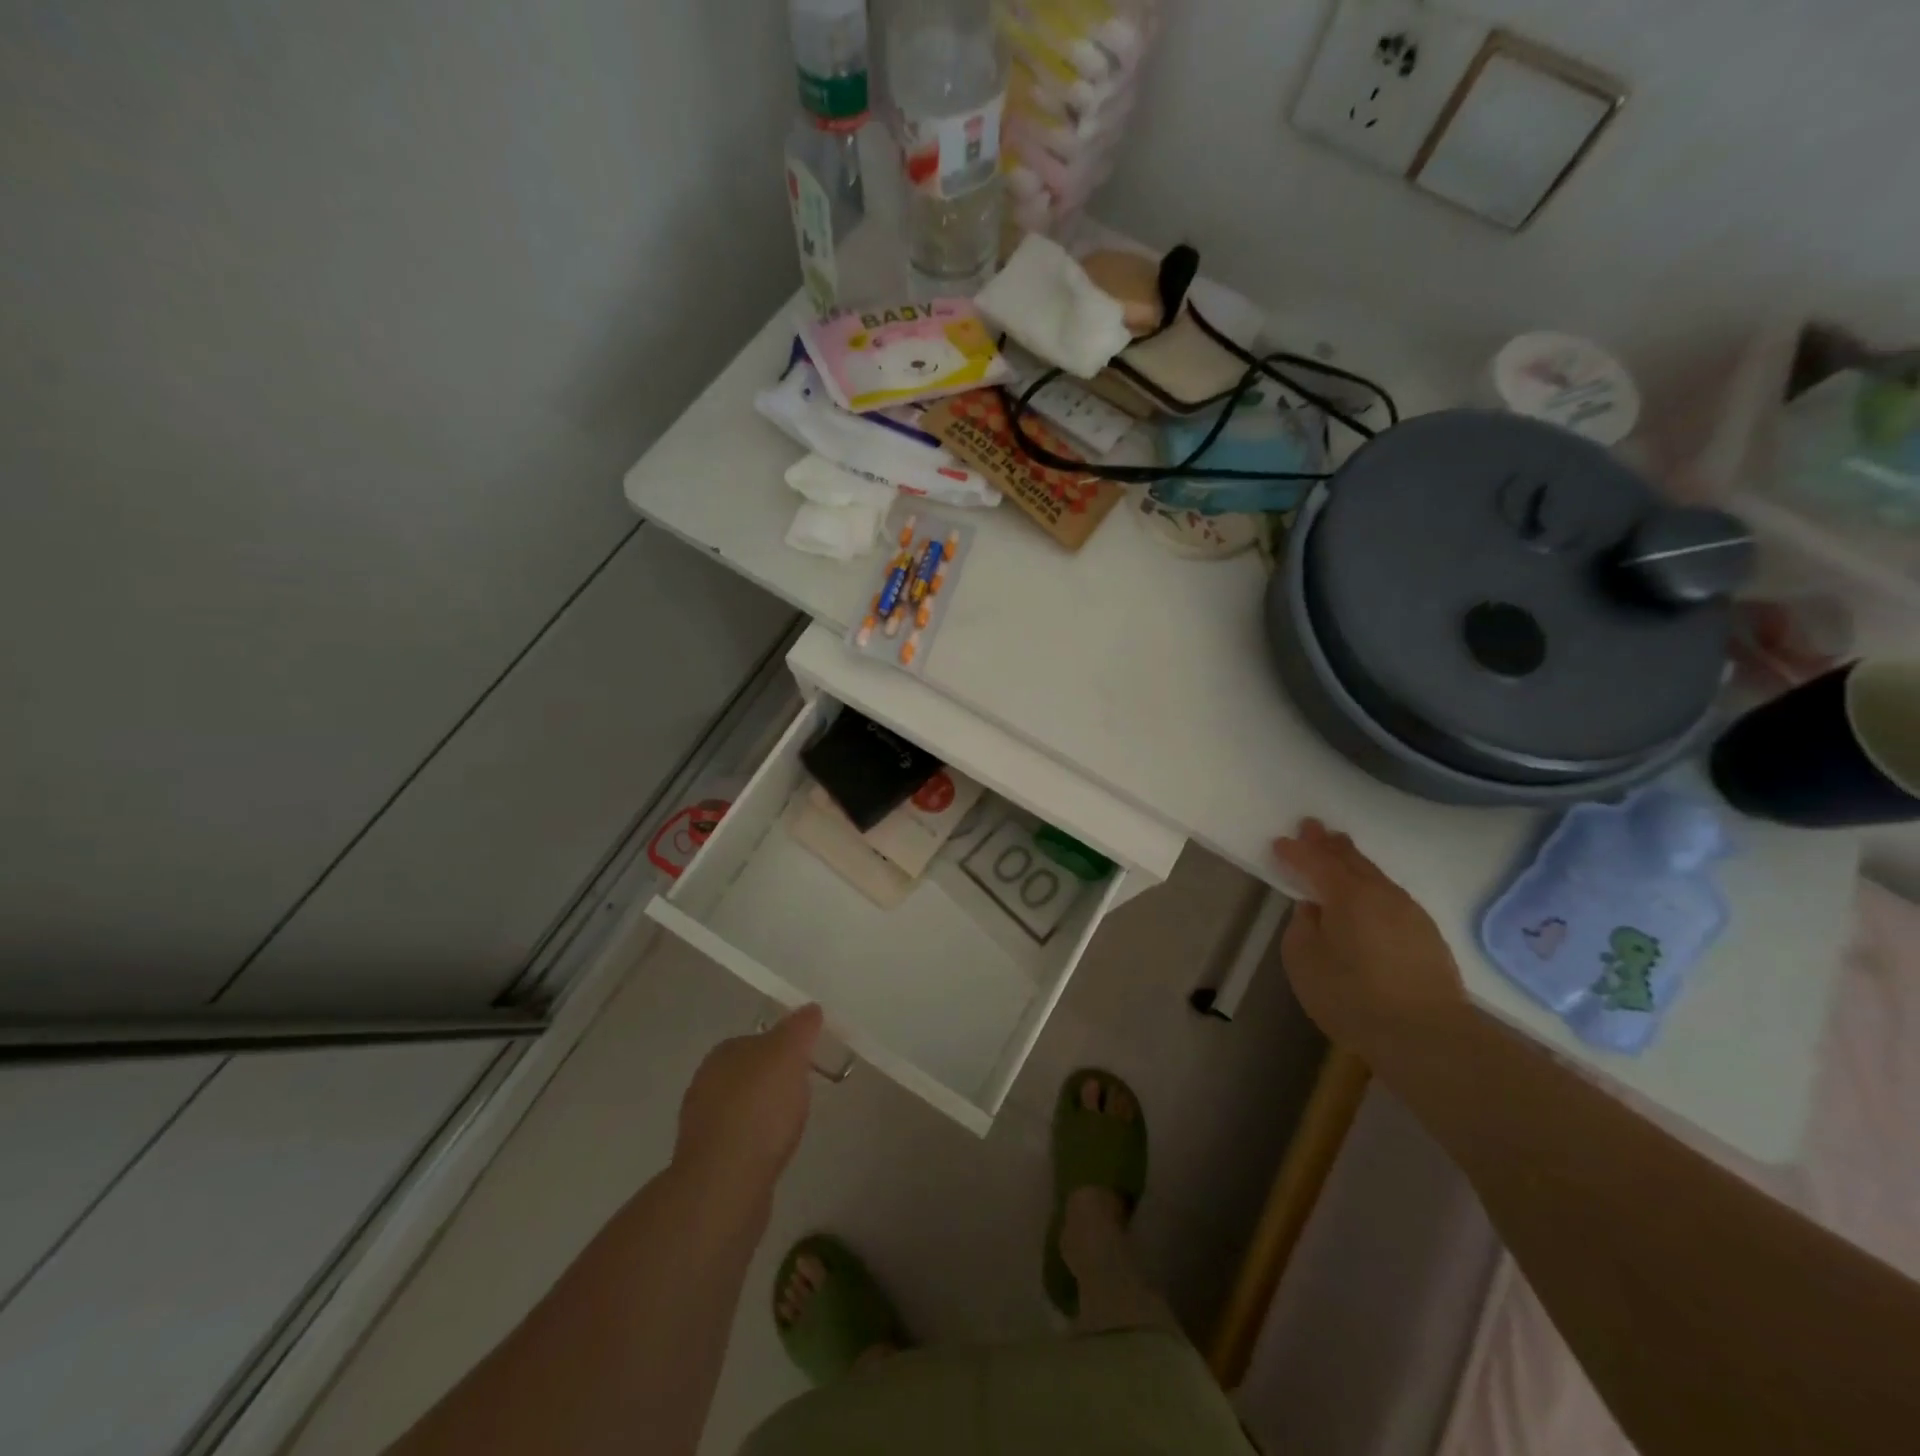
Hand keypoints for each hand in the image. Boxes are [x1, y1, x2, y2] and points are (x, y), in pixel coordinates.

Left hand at [674, 1004, 823, 1198]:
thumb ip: (799, 1028)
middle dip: (774, 1080)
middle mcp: (705, 1083)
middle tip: (803, 1091)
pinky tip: (773, 1150)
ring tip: (790, 1123)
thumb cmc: (758, 1109)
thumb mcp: (788, 1055)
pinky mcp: (708, 1161)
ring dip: (764, 1112)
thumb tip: (810, 1008)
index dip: (784, 1047)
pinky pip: (740, 1138)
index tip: (807, 1060)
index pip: (758, 1039)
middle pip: (750, 1072)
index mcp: (722, 1053)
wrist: (726, 1185)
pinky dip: (757, 1140)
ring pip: (743, 1106)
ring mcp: (703, 1124)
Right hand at [1272, 818, 1464, 1050]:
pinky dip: (1372, 886)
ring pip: (1375, 876)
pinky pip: (1391, 896)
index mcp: (1347, 895)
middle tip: (1312, 826)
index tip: (1279, 843)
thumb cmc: (1353, 997)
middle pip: (1351, 860)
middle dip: (1328, 843)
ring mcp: (1410, 913)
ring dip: (1353, 862)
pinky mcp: (1427, 935)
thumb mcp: (1304, 962)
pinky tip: (1368, 895)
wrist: (1428, 1037)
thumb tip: (1314, 910)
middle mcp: (1381, 894)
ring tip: (1339, 852)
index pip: (1315, 862)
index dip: (1295, 851)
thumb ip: (1303, 927)